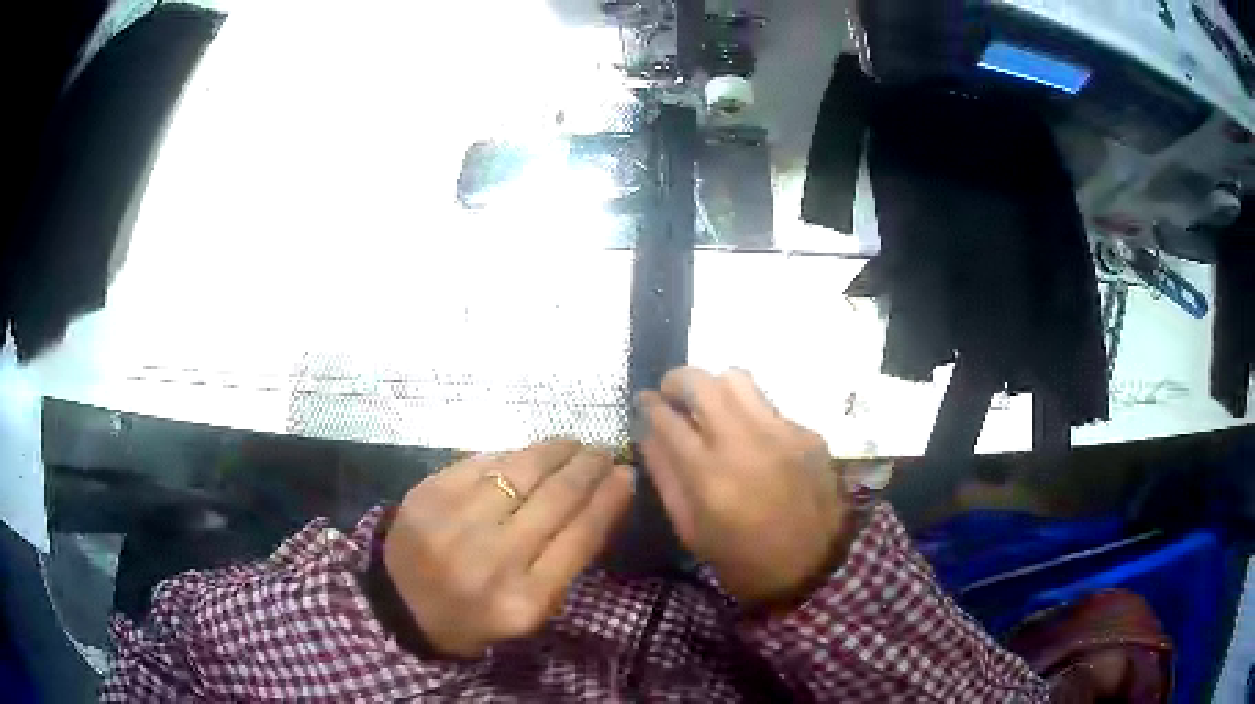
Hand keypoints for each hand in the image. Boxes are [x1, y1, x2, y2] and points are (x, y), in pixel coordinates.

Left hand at [383, 440, 634, 657]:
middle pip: (557, 498)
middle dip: (589, 468)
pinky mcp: (428, 495)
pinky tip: (528, 455)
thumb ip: (565, 564)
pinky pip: (483, 462)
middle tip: (604, 452)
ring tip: (573, 445)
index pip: (581, 536)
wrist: (400, 606)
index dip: (610, 499)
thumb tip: (602, 503)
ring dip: (556, 451)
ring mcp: (455, 522)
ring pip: (522, 470)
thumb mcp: (529, 612)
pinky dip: (513, 455)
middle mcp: (492, 558)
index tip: (627, 475)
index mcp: (525, 600)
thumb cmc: (475, 617)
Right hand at [636, 368, 849, 605]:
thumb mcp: (690, 530)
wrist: (814, 568)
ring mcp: (780, 433)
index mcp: (708, 476)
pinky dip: (750, 413)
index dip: (649, 404)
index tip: (643, 400)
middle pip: (701, 382)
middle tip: (672, 394)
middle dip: (677, 380)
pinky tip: (752, 439)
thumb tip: (647, 432)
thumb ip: (665, 476)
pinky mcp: (807, 433)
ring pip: (738, 378)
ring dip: (715, 386)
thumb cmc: (742, 559)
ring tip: (711, 407)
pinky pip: (769, 405)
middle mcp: (743, 442)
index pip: (667, 419)